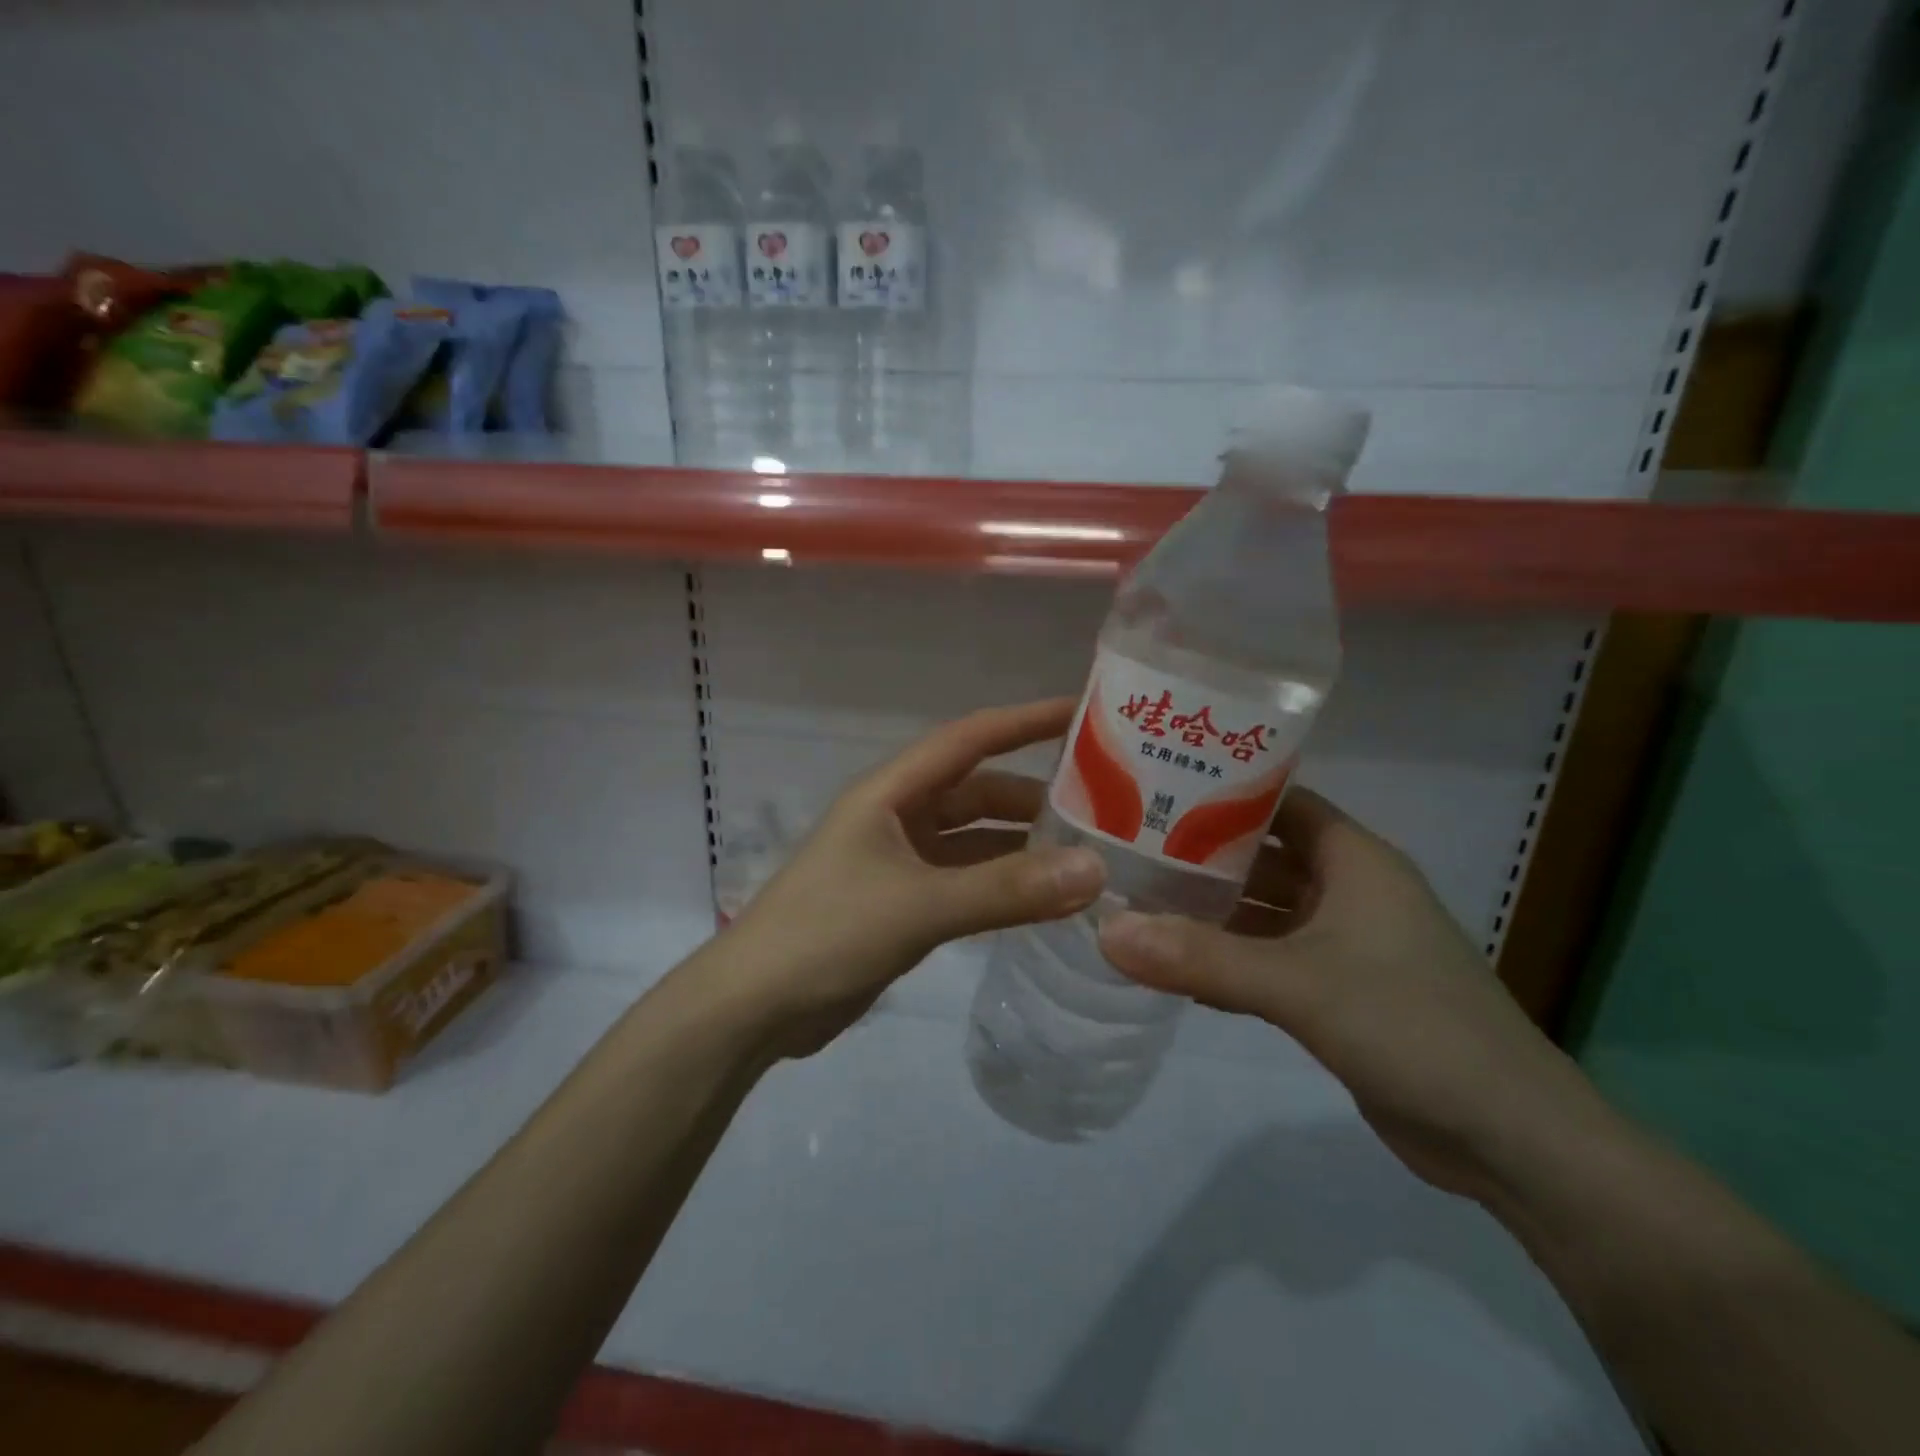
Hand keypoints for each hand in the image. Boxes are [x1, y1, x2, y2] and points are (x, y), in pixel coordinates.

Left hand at [726, 700, 1106, 1056]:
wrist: (755, 1007)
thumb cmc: (827, 934)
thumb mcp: (919, 906)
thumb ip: (1006, 890)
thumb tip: (1095, 871)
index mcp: (892, 792)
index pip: (970, 738)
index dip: (1026, 720)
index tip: (1086, 713)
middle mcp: (899, 816)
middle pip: (978, 790)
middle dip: (1035, 795)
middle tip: (1105, 806)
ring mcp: (900, 861)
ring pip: (975, 840)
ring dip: (1022, 845)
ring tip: (1088, 855)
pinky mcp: (904, 903)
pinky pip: (966, 880)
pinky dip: (1003, 884)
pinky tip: (1044, 898)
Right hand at [1097, 789, 1606, 1203]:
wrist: (1510, 1139)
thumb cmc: (1410, 1027)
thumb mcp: (1298, 985)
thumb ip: (1201, 959)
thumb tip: (1107, 932)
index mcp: (1354, 860)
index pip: (1278, 801)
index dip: (1220, 792)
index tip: (1152, 789)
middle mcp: (1350, 890)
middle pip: (1263, 855)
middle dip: (1200, 853)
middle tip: (1125, 848)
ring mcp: (1347, 943)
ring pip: (1265, 910)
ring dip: (1211, 909)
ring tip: (1137, 900)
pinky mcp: (1340, 991)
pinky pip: (1271, 957)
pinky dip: (1229, 955)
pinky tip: (1175, 963)